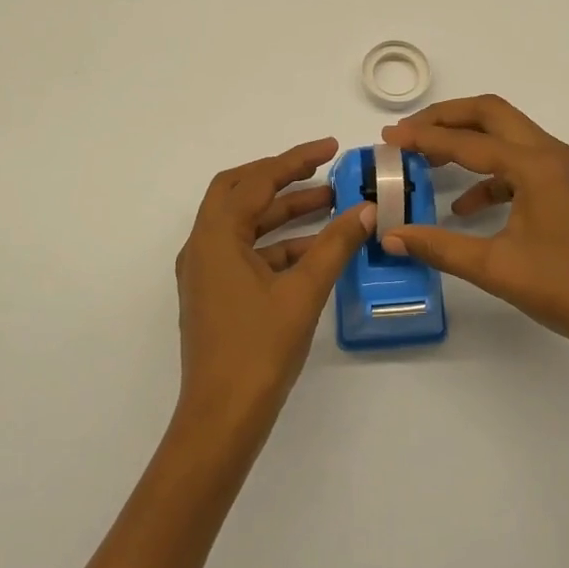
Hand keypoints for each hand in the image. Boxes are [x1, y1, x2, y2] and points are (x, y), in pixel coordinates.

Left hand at [174, 138, 374, 420]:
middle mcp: (203, 247)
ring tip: (332, 204)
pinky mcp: (217, 294)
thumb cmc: (259, 350)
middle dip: (281, 177)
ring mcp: (207, 272)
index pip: (255, 181)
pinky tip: (317, 249)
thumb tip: (365, 210)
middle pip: (239, 192)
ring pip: (246, 224)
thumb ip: (335, 245)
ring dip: (285, 211)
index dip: (294, 160)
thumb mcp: (303, 292)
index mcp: (215, 237)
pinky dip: (280, 244)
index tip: (330, 148)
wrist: (222, 419)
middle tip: (322, 168)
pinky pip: (248, 252)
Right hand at [379, 96, 568, 362]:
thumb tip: (391, 236)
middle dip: (446, 119)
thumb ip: (439, 246)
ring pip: (506, 135)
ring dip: (467, 142)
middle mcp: (551, 154)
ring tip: (427, 161)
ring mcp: (563, 169)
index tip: (389, 137)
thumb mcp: (494, 267)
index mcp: (536, 165)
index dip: (424, 137)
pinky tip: (464, 206)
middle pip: (491, 114)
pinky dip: (488, 175)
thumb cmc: (564, 289)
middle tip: (409, 132)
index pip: (468, 141)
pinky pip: (519, 165)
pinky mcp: (565, 187)